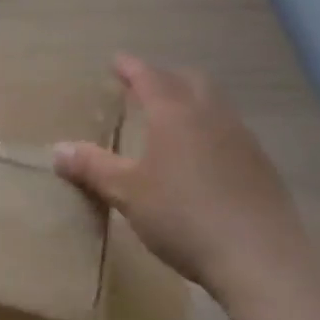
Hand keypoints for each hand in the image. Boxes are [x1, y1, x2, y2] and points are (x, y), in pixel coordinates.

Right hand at [53, 56, 308, 301]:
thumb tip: (57, 149)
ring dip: (192, 101)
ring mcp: (242, 139)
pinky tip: (203, 156)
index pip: (149, 77)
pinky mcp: (262, 166)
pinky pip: (230, 131)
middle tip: (145, 86)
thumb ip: (93, 168)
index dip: (131, 67)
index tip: (116, 61)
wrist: (262, 258)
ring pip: (215, 104)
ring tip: (172, 118)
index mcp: (175, 114)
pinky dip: (210, 129)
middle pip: (189, 81)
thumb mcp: (128, 193)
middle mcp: (211, 116)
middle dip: (165, 78)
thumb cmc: (184, 216)